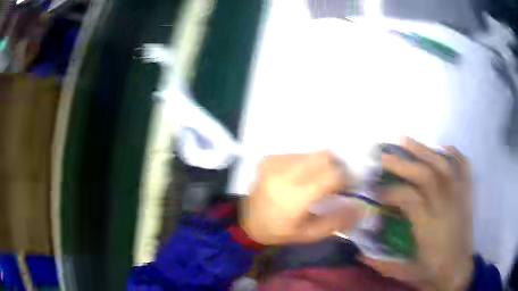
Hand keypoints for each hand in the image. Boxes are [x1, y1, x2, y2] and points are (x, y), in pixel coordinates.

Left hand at [240, 151, 362, 244]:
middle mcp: (285, 172)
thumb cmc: (279, 231)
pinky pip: (299, 154)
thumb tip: (360, 208)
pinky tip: (304, 177)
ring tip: (321, 180)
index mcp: (295, 195)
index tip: (352, 185)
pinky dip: (308, 163)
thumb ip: (336, 221)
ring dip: (323, 165)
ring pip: (313, 154)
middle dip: (337, 167)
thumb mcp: (309, 234)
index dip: (347, 178)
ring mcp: (275, 162)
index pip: (331, 176)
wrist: (245, 220)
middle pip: (324, 157)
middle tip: (339, 182)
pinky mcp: (270, 158)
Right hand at [378, 138, 472, 290]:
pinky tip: (443, 148)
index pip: (408, 199)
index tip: (376, 192)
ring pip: (443, 166)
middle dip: (403, 164)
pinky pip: (464, 167)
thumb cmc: (433, 271)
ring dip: (423, 150)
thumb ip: (383, 263)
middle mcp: (445, 206)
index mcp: (429, 226)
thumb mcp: (406, 272)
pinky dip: (454, 154)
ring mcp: (458, 196)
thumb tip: (360, 254)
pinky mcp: (467, 194)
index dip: (389, 192)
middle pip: (425, 176)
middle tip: (384, 155)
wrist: (459, 270)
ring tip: (406, 140)